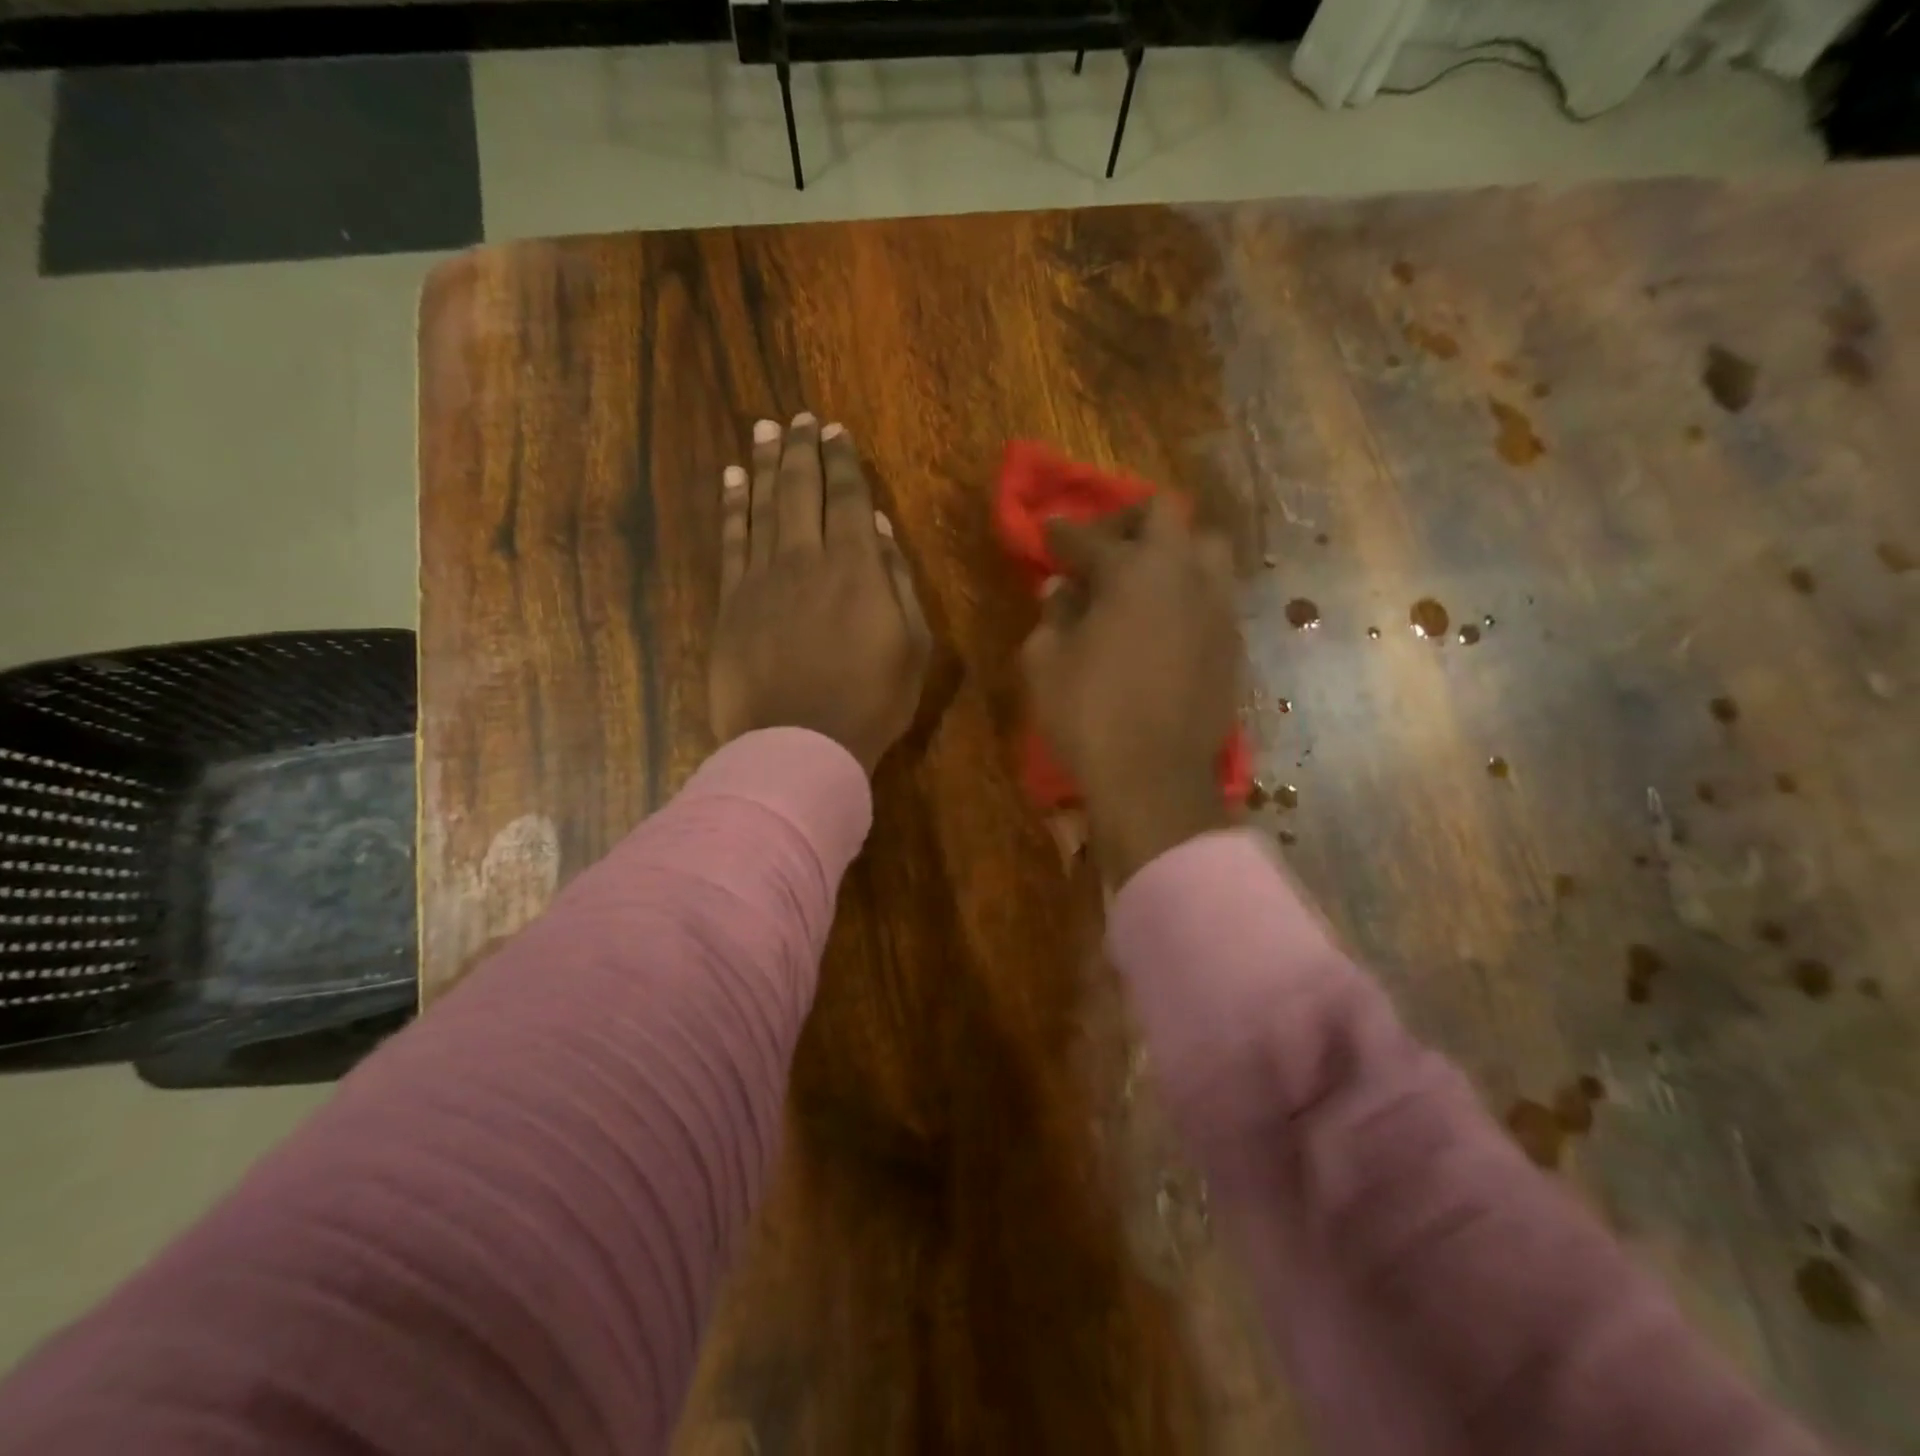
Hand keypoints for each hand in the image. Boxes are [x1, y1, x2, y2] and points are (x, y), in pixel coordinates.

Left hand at [709, 414, 932, 773]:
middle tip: (800, 419)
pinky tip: (734, 479)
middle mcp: (805, 558)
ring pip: (763, 505)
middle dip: (803, 449)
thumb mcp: (912, 646)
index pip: (846, 497)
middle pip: (801, 490)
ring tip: (766, 430)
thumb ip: (896, 581)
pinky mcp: (731, 601)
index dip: (842, 461)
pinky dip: (733, 505)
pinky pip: (731, 540)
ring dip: (766, 464)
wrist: (799, 744)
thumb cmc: (870, 702)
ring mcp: (761, 577)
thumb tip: (876, 527)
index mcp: (855, 567)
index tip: (835, 431)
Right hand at [1020, 497, 1239, 885]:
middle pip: (1167, 516)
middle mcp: (1185, 575)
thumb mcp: (1046, 663)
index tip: (1047, 532)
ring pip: (1207, 549)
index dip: (1063, 533)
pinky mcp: (1232, 644)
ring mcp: (1217, 609)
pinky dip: (1189, 593)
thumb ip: (1052, 615)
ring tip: (1145, 580)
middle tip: (1103, 549)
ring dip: (1173, 552)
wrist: (1154, 780)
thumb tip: (1061, 590)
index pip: (1092, 537)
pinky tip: (1166, 621)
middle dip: (1129, 523)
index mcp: (1135, 571)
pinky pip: (1215, 595)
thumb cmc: (1089, 715)